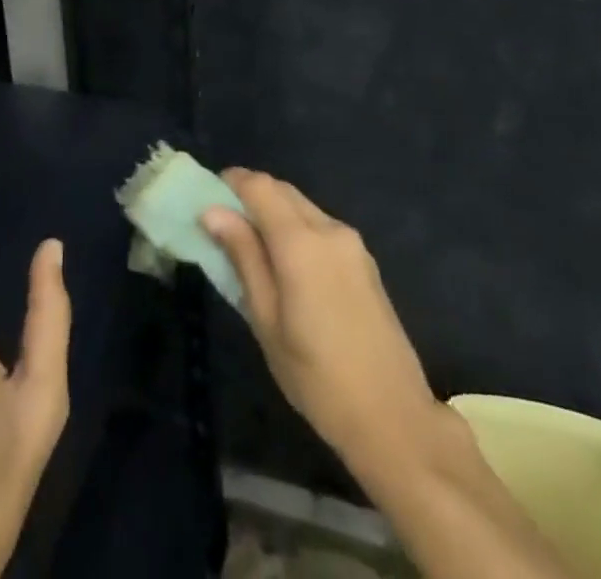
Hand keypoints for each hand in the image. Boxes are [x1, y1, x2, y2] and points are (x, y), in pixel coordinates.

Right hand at [201, 171, 450, 481]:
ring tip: (250, 245)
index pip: (260, 186)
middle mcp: (329, 229)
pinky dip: (296, 228)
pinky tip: (285, 262)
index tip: (207, 196)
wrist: (394, 417)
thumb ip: (243, 258)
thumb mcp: (267, 321)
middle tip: (223, 222)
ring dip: (274, 211)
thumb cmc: (317, 377)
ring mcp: (352, 243)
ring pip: (303, 207)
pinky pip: (321, 226)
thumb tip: (213, 212)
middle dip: (251, 195)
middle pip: (283, 191)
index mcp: (302, 242)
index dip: (232, 182)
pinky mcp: (364, 260)